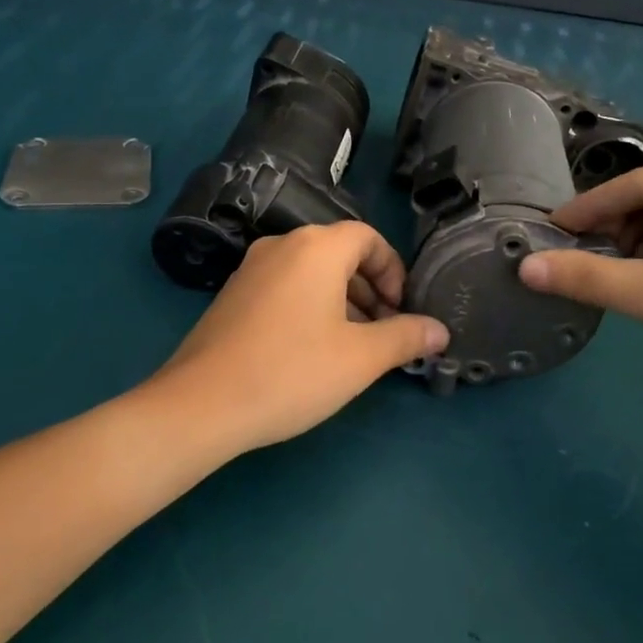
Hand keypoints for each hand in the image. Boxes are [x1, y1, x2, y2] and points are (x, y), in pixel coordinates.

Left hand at [155, 222, 448, 453]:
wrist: (201, 404)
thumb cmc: (292, 372)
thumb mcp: (360, 358)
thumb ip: (405, 337)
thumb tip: (440, 330)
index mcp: (317, 247)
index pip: (369, 237)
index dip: (394, 270)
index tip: (401, 310)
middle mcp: (283, 245)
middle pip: (341, 253)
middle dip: (371, 288)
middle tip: (383, 332)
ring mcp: (252, 268)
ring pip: (312, 271)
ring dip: (342, 299)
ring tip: (352, 346)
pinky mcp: (233, 294)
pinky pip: (285, 286)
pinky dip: (310, 305)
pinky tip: (310, 351)